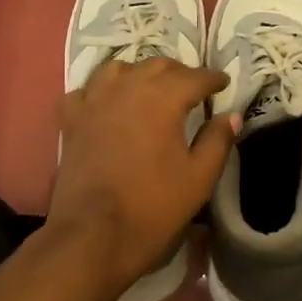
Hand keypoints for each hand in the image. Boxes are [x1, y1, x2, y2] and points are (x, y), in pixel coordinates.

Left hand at [49, 58, 234, 296]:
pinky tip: (106, 104)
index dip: (213, 79)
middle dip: (179, 73)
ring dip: (139, 73)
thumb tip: (230, 116)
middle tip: (192, 88)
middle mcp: (126, 87)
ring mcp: (93, 101)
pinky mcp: (71, 120)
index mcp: (162, 98)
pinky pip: (85, 91)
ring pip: (118, 69)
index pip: (195, 77)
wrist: (93, 234)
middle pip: (157, 65)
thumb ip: (218, 141)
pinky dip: (100, 91)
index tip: (223, 83)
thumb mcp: (199, 177)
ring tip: (150, 88)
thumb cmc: (152, 206)